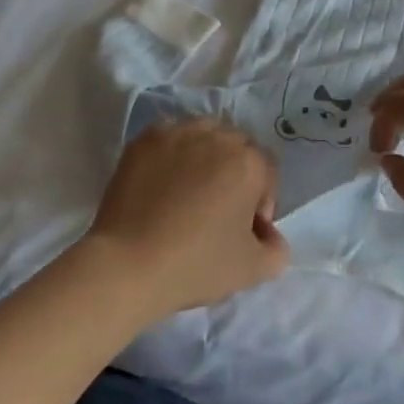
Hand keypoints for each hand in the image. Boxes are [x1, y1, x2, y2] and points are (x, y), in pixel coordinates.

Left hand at [86, 119, 289, 315]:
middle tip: (218, 208)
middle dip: (235, 173)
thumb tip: (268, 233)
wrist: (126, 265)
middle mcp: (218, 137)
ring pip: (205, 135)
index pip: (267, 170)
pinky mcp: (145, 139)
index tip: (242, 229)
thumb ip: (276, 249)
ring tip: (189, 190)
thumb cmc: (195, 264)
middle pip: (238, 147)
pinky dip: (174, 153)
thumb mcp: (252, 270)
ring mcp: (178, 133)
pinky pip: (172, 137)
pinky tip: (163, 182)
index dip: (261, 201)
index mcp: (249, 163)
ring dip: (206, 156)